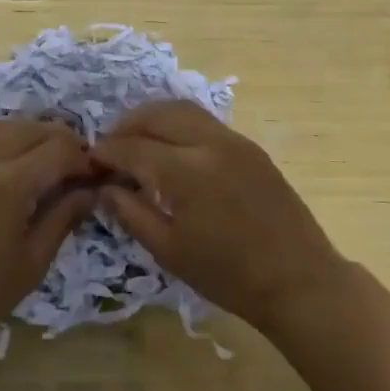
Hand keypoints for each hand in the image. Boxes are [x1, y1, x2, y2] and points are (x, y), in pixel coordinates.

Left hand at [0, 119, 100, 345]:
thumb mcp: (31, 264)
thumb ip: (62, 219)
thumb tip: (90, 192)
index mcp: (10, 182)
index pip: (60, 149)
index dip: (85, 159)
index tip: (97, 177)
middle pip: (32, 127)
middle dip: (61, 140)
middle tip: (77, 168)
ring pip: (3, 127)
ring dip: (32, 136)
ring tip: (48, 164)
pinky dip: (5, 145)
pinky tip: (13, 174)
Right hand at [92, 101, 344, 331]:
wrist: (299, 281)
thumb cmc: (229, 276)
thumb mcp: (169, 251)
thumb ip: (131, 213)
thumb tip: (105, 187)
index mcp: (186, 171)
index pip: (133, 147)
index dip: (106, 152)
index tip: (90, 161)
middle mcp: (210, 143)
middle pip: (158, 114)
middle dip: (127, 125)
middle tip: (110, 146)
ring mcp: (235, 141)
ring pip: (183, 110)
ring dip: (154, 119)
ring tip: (137, 141)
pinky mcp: (251, 147)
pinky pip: (205, 122)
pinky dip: (179, 125)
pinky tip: (171, 149)